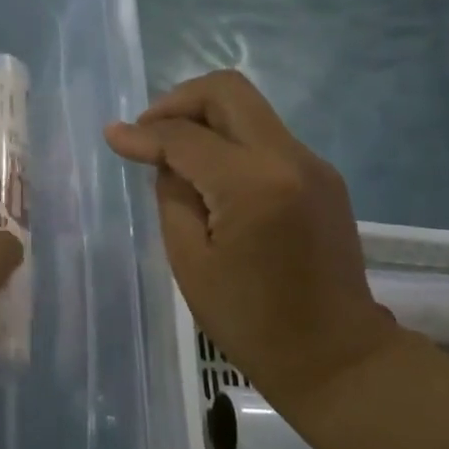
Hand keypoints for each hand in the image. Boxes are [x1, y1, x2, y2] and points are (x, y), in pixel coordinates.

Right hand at [105, 70, 402, 412]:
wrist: (335, 356)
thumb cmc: (251, 321)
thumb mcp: (190, 261)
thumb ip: (172, 195)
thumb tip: (163, 157)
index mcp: (253, 184)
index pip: (186, 136)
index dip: (143, 133)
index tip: (113, 137)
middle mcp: (289, 158)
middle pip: (227, 91)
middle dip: (178, 102)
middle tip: (149, 133)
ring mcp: (313, 164)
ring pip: (248, 109)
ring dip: (205, 119)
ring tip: (174, 155)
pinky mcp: (322, 176)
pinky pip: (266, 137)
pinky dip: (230, 141)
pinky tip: (211, 176)